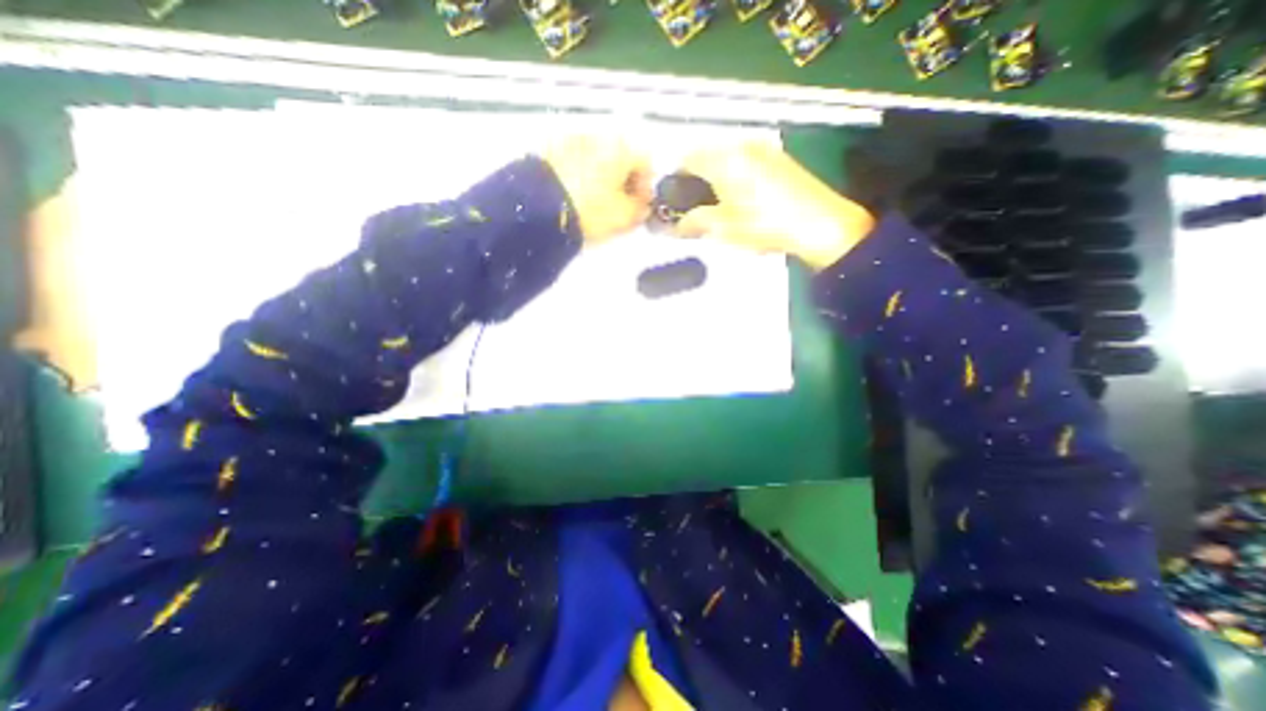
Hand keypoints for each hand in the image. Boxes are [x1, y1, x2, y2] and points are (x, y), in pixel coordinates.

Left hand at [541, 134, 652, 244]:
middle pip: (621, 156)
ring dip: (602, 175)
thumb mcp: (624, 216)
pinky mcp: (551, 148)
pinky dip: (582, 173)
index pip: (646, 162)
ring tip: (596, 201)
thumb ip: (640, 209)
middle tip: (619, 204)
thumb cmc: (591, 210)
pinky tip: (577, 194)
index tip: (639, 205)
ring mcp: (572, 139)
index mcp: (622, 147)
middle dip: (623, 180)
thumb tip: (641, 205)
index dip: (645, 187)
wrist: (540, 206)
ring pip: (598, 156)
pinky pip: (576, 160)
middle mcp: (599, 135)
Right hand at [676, 142, 878, 267]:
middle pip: (706, 155)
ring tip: (715, 206)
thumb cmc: (766, 225)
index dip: (674, 178)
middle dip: (694, 179)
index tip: (671, 198)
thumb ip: (695, 223)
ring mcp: (763, 149)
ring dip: (713, 177)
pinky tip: (739, 200)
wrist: (820, 225)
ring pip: (725, 158)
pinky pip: (744, 161)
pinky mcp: (778, 158)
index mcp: (724, 159)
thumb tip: (676, 226)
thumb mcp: (723, 228)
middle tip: (692, 207)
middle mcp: (742, 145)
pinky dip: (733, 176)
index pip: (686, 158)